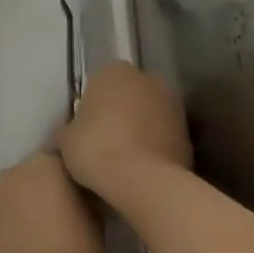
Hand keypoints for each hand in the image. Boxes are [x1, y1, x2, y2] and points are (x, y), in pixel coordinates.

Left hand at [0, 153, 102, 252]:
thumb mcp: (96, 219)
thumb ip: (83, 198)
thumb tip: (77, 196)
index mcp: (43, 164)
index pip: (56, 163)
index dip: (65, 183)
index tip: (74, 202)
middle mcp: (8, 175)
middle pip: (23, 180)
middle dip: (34, 196)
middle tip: (50, 224)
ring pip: (0, 205)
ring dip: (11, 217)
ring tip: (27, 245)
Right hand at [56, 61, 191, 202]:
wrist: (141, 180)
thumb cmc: (95, 150)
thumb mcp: (64, 140)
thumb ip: (69, 128)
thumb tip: (72, 132)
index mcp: (113, 72)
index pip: (98, 82)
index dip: (91, 106)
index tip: (84, 128)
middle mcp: (147, 79)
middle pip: (128, 94)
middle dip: (120, 112)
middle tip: (104, 141)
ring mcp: (173, 104)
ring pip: (149, 113)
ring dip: (140, 128)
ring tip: (124, 157)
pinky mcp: (189, 131)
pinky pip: (164, 135)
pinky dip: (156, 145)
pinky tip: (142, 168)